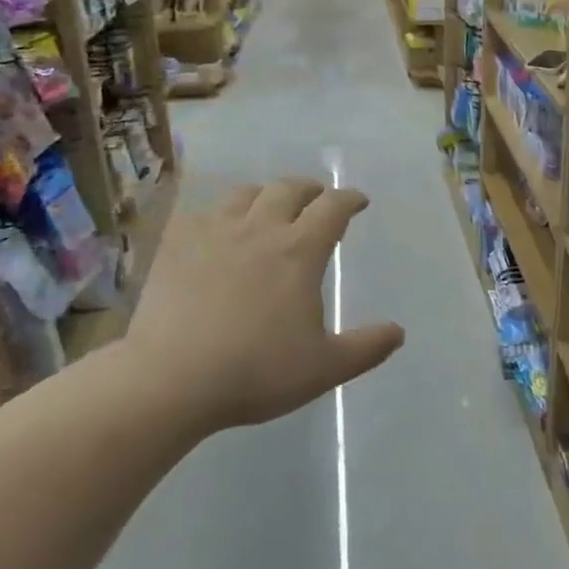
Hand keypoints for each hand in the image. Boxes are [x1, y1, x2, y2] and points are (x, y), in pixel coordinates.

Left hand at [124, 179, 404, 439]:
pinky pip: (201, 213)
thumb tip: (398, 332)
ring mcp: (213, 233)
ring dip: (265, 194)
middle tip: (317, 198)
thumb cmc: (256, 372)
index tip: (358, 201)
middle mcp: (260, 230)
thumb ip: (366, 348)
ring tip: (268, 207)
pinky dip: (218, 214)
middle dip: (309, 188)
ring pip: (244, 194)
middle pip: (288, 189)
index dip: (349, 199)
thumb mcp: (325, 368)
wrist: (170, 380)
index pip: (333, 208)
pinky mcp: (175, 246)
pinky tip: (216, 229)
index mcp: (299, 252)